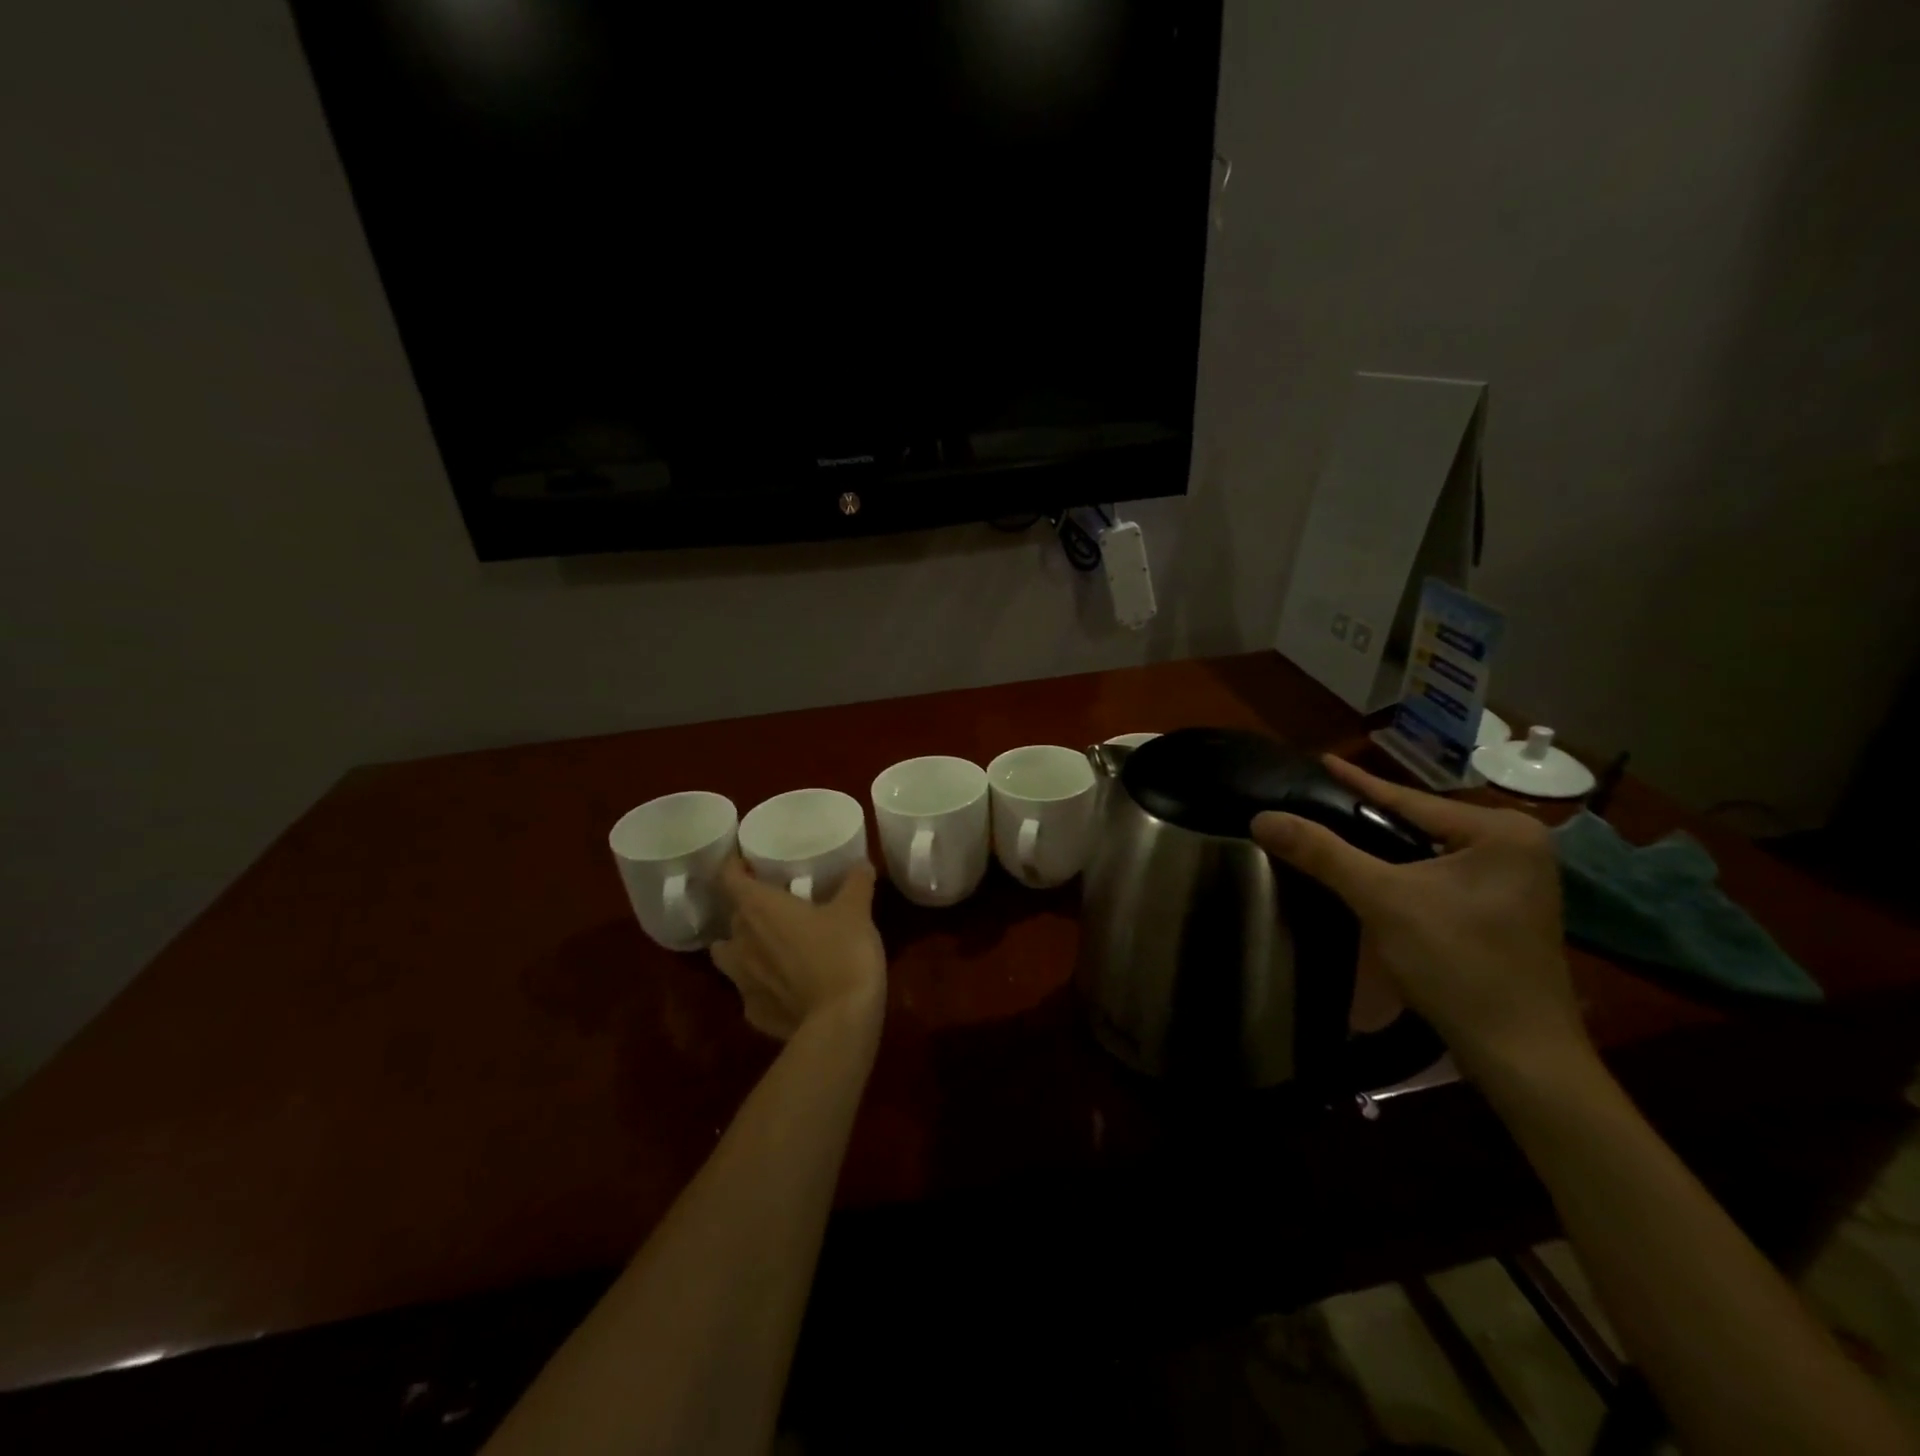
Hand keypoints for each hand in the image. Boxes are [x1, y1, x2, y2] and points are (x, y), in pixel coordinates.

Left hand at [709, 859, 886, 1040]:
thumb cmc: (843, 952)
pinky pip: (749, 991)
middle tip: (776, 904)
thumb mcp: (856, 910)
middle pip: (733, 916)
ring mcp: (742, 981)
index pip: (729, 878)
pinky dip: (761, 985)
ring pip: (727, 955)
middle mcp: (741, 941)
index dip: (734, 866)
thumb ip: (856, 882)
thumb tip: (862, 863)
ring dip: (741, 947)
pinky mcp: (753, 1013)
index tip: (748, 861)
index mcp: (759, 909)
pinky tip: (783, 986)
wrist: (841, 1021)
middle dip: (749, 908)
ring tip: (766, 945)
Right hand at [1251, 756, 1588, 1082]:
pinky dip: (1404, 873)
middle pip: (1420, 824)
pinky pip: (1441, 875)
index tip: (1319, 760)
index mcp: (1502, 831)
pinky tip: (1373, 874)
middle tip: (1317, 801)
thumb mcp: (1382, 900)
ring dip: (1383, 847)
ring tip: (1334, 831)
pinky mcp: (1507, 910)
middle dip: (1368, 817)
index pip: (1409, 799)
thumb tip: (1262, 817)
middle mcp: (1519, 846)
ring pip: (1428, 852)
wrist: (1520, 1055)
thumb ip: (1322, 853)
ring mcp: (1518, 881)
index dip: (1356, 782)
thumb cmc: (1458, 965)